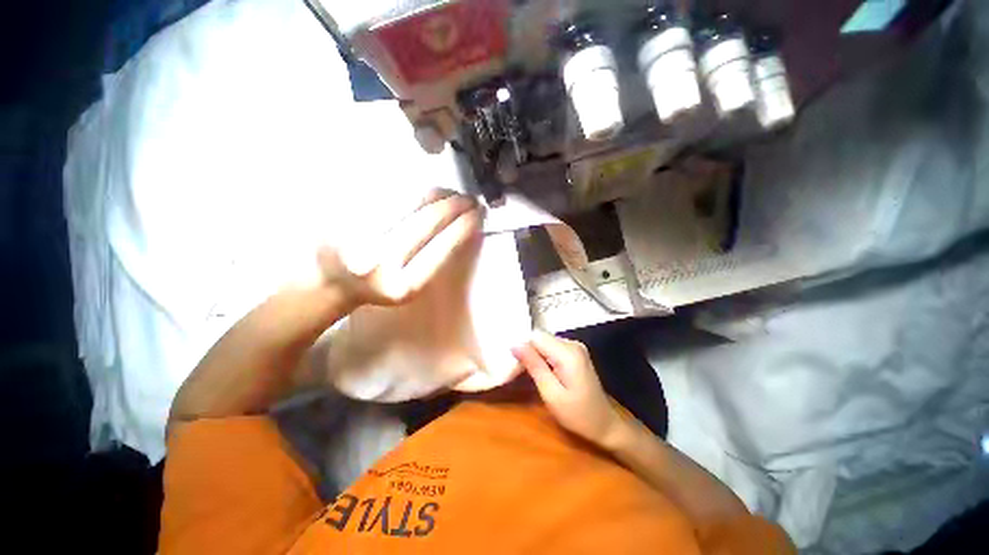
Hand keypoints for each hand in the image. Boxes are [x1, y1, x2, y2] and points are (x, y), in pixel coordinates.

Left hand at [318, 189, 482, 308]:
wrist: (329, 283)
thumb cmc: (379, 287)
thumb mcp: (409, 287)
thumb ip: (431, 261)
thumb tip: (458, 225)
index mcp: (402, 287)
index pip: (441, 249)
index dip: (463, 228)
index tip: (477, 215)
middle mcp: (380, 263)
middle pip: (426, 221)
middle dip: (454, 205)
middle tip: (468, 199)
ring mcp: (358, 236)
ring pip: (407, 202)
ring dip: (435, 193)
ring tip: (449, 192)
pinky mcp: (341, 216)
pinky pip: (385, 194)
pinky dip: (411, 190)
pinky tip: (424, 190)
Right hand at [511, 330, 622, 447]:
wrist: (605, 424)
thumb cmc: (578, 415)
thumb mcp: (552, 394)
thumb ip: (534, 366)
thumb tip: (515, 345)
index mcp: (568, 352)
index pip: (535, 337)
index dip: (522, 351)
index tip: (513, 370)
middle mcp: (572, 343)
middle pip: (539, 339)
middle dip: (526, 354)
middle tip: (515, 376)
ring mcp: (575, 346)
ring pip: (543, 343)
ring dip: (533, 357)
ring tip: (526, 376)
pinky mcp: (574, 352)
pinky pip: (551, 348)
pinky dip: (542, 358)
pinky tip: (540, 373)